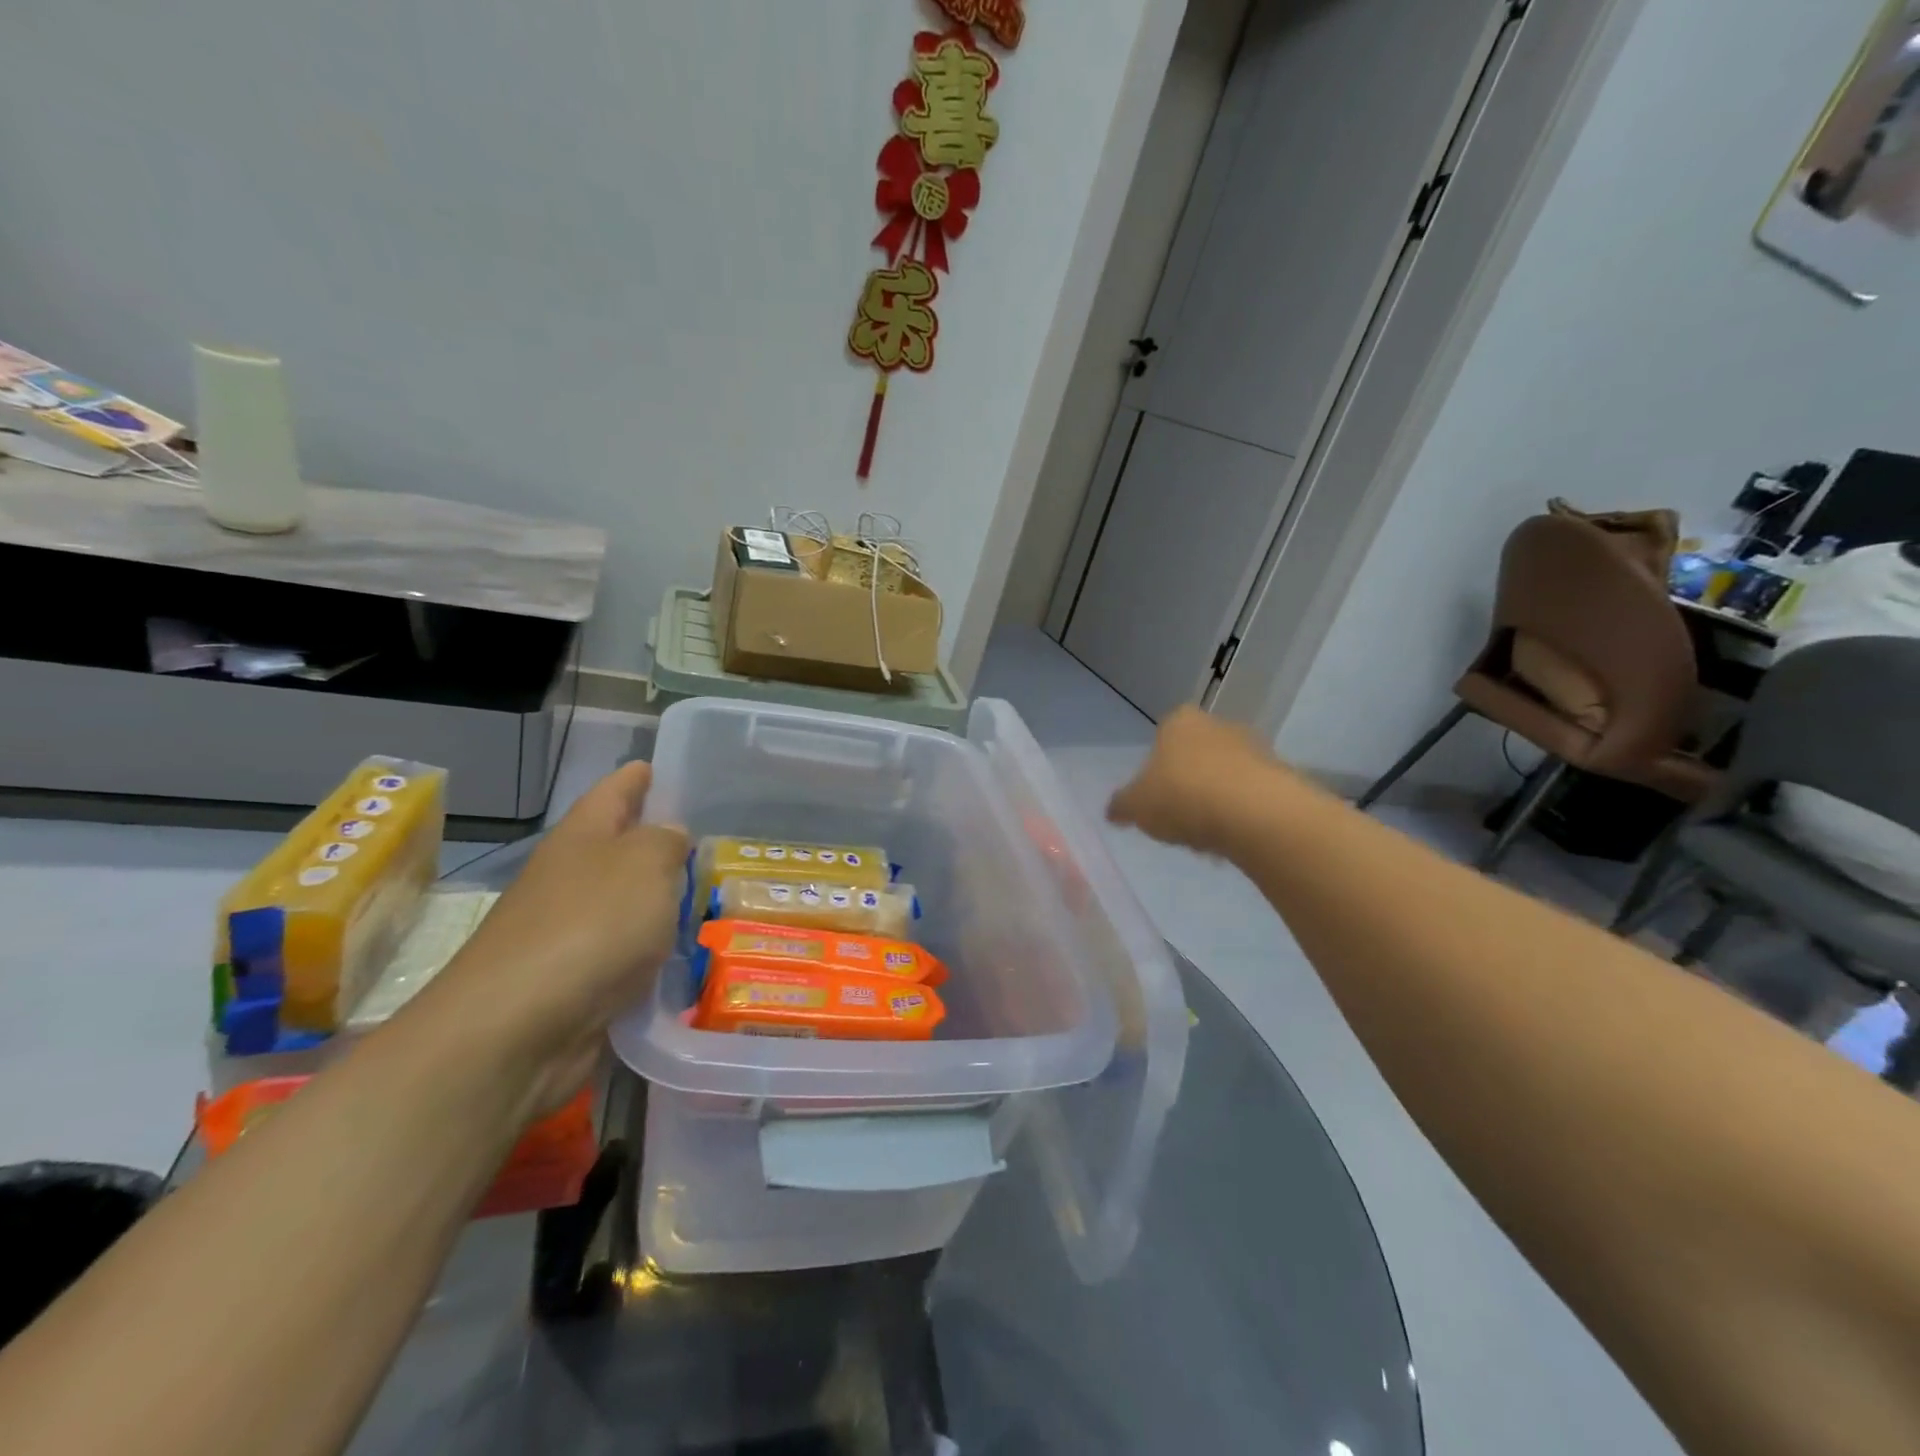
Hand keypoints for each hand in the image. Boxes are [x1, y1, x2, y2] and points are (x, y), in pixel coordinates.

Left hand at [430, 761, 688, 1112]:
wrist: (516, 1028)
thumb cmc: (589, 926)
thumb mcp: (645, 865)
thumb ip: (665, 842)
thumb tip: (670, 837)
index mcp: (582, 838)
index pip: (613, 792)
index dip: (636, 778)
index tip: (656, 766)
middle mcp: (569, 878)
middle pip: (616, 849)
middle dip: (654, 843)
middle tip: (706, 839)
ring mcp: (566, 932)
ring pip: (622, 904)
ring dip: (656, 902)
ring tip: (704, 898)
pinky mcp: (572, 982)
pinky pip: (622, 954)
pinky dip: (649, 952)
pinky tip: (680, 957)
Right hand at [1107, 706, 1288, 855]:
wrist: (1254, 813)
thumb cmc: (1182, 796)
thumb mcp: (1136, 806)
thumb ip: (1121, 806)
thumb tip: (1113, 811)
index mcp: (1179, 722)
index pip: (1162, 738)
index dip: (1156, 769)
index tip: (1154, 798)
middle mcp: (1218, 725)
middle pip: (1195, 757)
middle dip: (1187, 786)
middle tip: (1178, 821)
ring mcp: (1253, 748)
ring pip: (1224, 777)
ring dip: (1214, 803)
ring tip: (1205, 839)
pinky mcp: (1280, 775)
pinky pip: (1250, 796)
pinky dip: (1240, 815)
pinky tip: (1231, 840)